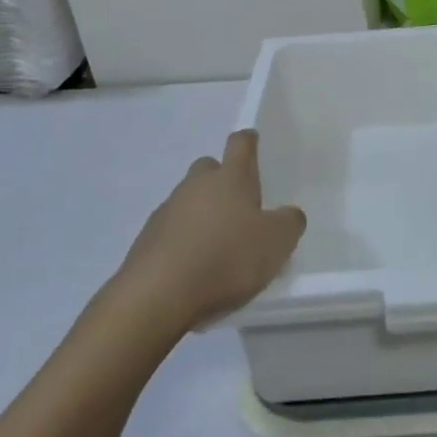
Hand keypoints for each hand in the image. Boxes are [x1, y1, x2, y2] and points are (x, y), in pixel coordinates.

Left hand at [117, 131, 305, 332]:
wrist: (158, 295)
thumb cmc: (226, 258)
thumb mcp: (277, 243)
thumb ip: (289, 222)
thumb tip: (289, 214)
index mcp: (230, 177)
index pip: (241, 144)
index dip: (249, 141)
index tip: (254, 142)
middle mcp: (196, 185)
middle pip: (210, 169)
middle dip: (222, 180)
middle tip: (239, 207)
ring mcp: (167, 210)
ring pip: (189, 200)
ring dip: (202, 214)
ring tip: (218, 247)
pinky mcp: (147, 239)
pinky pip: (171, 231)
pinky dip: (183, 242)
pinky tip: (194, 268)